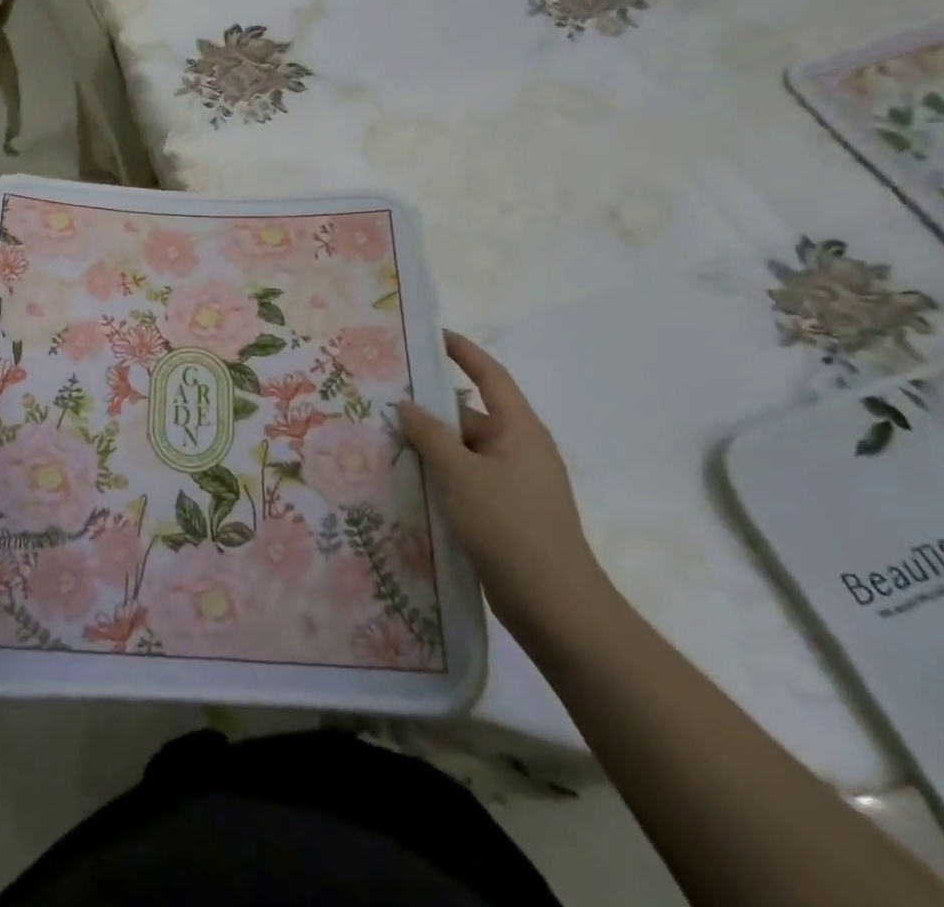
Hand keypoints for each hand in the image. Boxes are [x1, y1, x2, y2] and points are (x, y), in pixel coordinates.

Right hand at [398, 330, 615, 645]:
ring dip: (432, 447)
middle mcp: (520, 449)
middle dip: (432, 409)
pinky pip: (468, 479)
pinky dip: (442, 475)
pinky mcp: (507, 512)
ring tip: (387, 441)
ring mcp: (516, 483)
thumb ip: (430, 435)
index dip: (463, 351)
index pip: (489, 375)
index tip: (432, 335)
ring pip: (466, 452)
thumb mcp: (461, 474)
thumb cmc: (510, 527)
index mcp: (519, 429)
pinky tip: (410, 482)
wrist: (556, 607)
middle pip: (470, 416)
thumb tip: (408, 404)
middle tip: (387, 401)